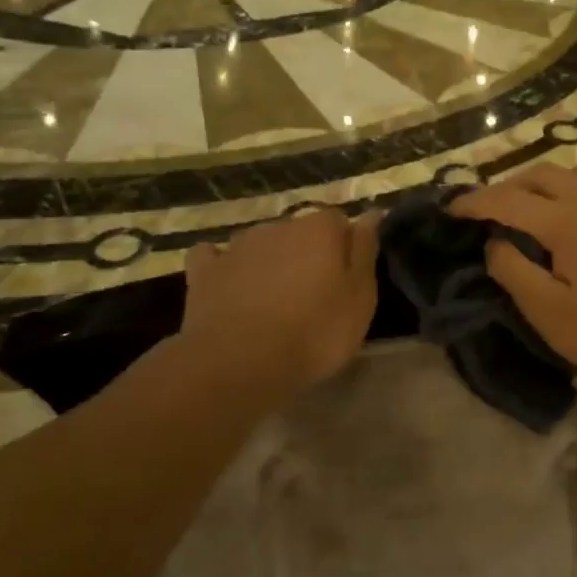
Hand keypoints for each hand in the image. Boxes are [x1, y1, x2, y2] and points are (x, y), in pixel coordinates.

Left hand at [177, 207, 380, 400]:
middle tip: (312, 294)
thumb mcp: (360, 297)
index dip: (343, 248)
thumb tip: (371, 212)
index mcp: (320, 228)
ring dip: (269, 262)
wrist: (240, 364)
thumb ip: (365, 250)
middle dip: (305, 254)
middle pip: (298, 232)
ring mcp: (237, 246)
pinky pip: (214, 258)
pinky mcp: (205, 272)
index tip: (346, 278)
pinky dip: (223, 268)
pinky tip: (228, 286)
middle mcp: (279, 225)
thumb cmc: (314, 332)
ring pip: (261, 244)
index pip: (338, 221)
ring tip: (273, 300)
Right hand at [450, 166, 576, 391]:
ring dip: (554, 182)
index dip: (475, 201)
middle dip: (511, 185)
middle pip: (543, 175)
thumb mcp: (548, 313)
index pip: (507, 200)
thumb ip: (513, 271)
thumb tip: (495, 242)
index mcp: (565, 221)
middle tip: (494, 207)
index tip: (452, 207)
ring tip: (543, 204)